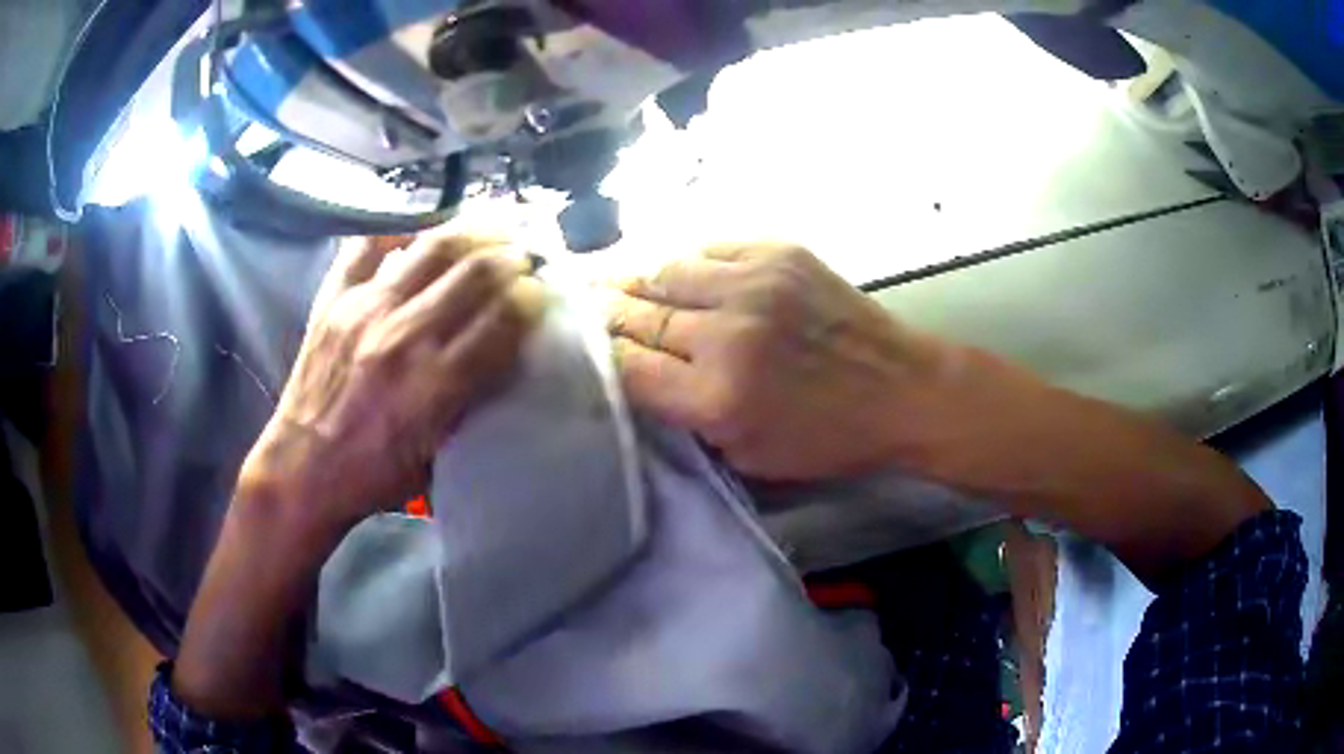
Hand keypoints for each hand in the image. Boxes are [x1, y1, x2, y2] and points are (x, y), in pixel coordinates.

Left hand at [243, 230, 544, 542]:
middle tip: (525, 257)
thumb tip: (502, 354)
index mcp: (435, 385)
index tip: (542, 292)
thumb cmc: (373, 474)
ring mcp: (366, 309)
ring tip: (490, 232)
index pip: (502, 319)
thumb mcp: (437, 456)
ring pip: (432, 247)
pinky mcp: (335, 299)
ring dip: (473, 233)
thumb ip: (471, 403)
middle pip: (475, 273)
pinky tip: (417, 232)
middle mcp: (405, 337)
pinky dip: (396, 229)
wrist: (303, 468)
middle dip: (512, 258)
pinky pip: (368, 244)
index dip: (532, 297)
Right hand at [606, 243, 942, 480]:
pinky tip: (683, 274)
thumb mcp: (746, 456)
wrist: (901, 390)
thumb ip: (684, 418)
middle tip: (582, 306)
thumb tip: (637, 374)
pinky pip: (709, 247)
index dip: (596, 354)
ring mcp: (754, 283)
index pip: (625, 365)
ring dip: (641, 282)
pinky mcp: (779, 252)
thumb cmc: (826, 438)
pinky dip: (689, 263)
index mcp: (715, 397)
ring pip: (666, 271)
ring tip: (624, 285)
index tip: (577, 346)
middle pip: (638, 313)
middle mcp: (726, 332)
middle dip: (606, 313)